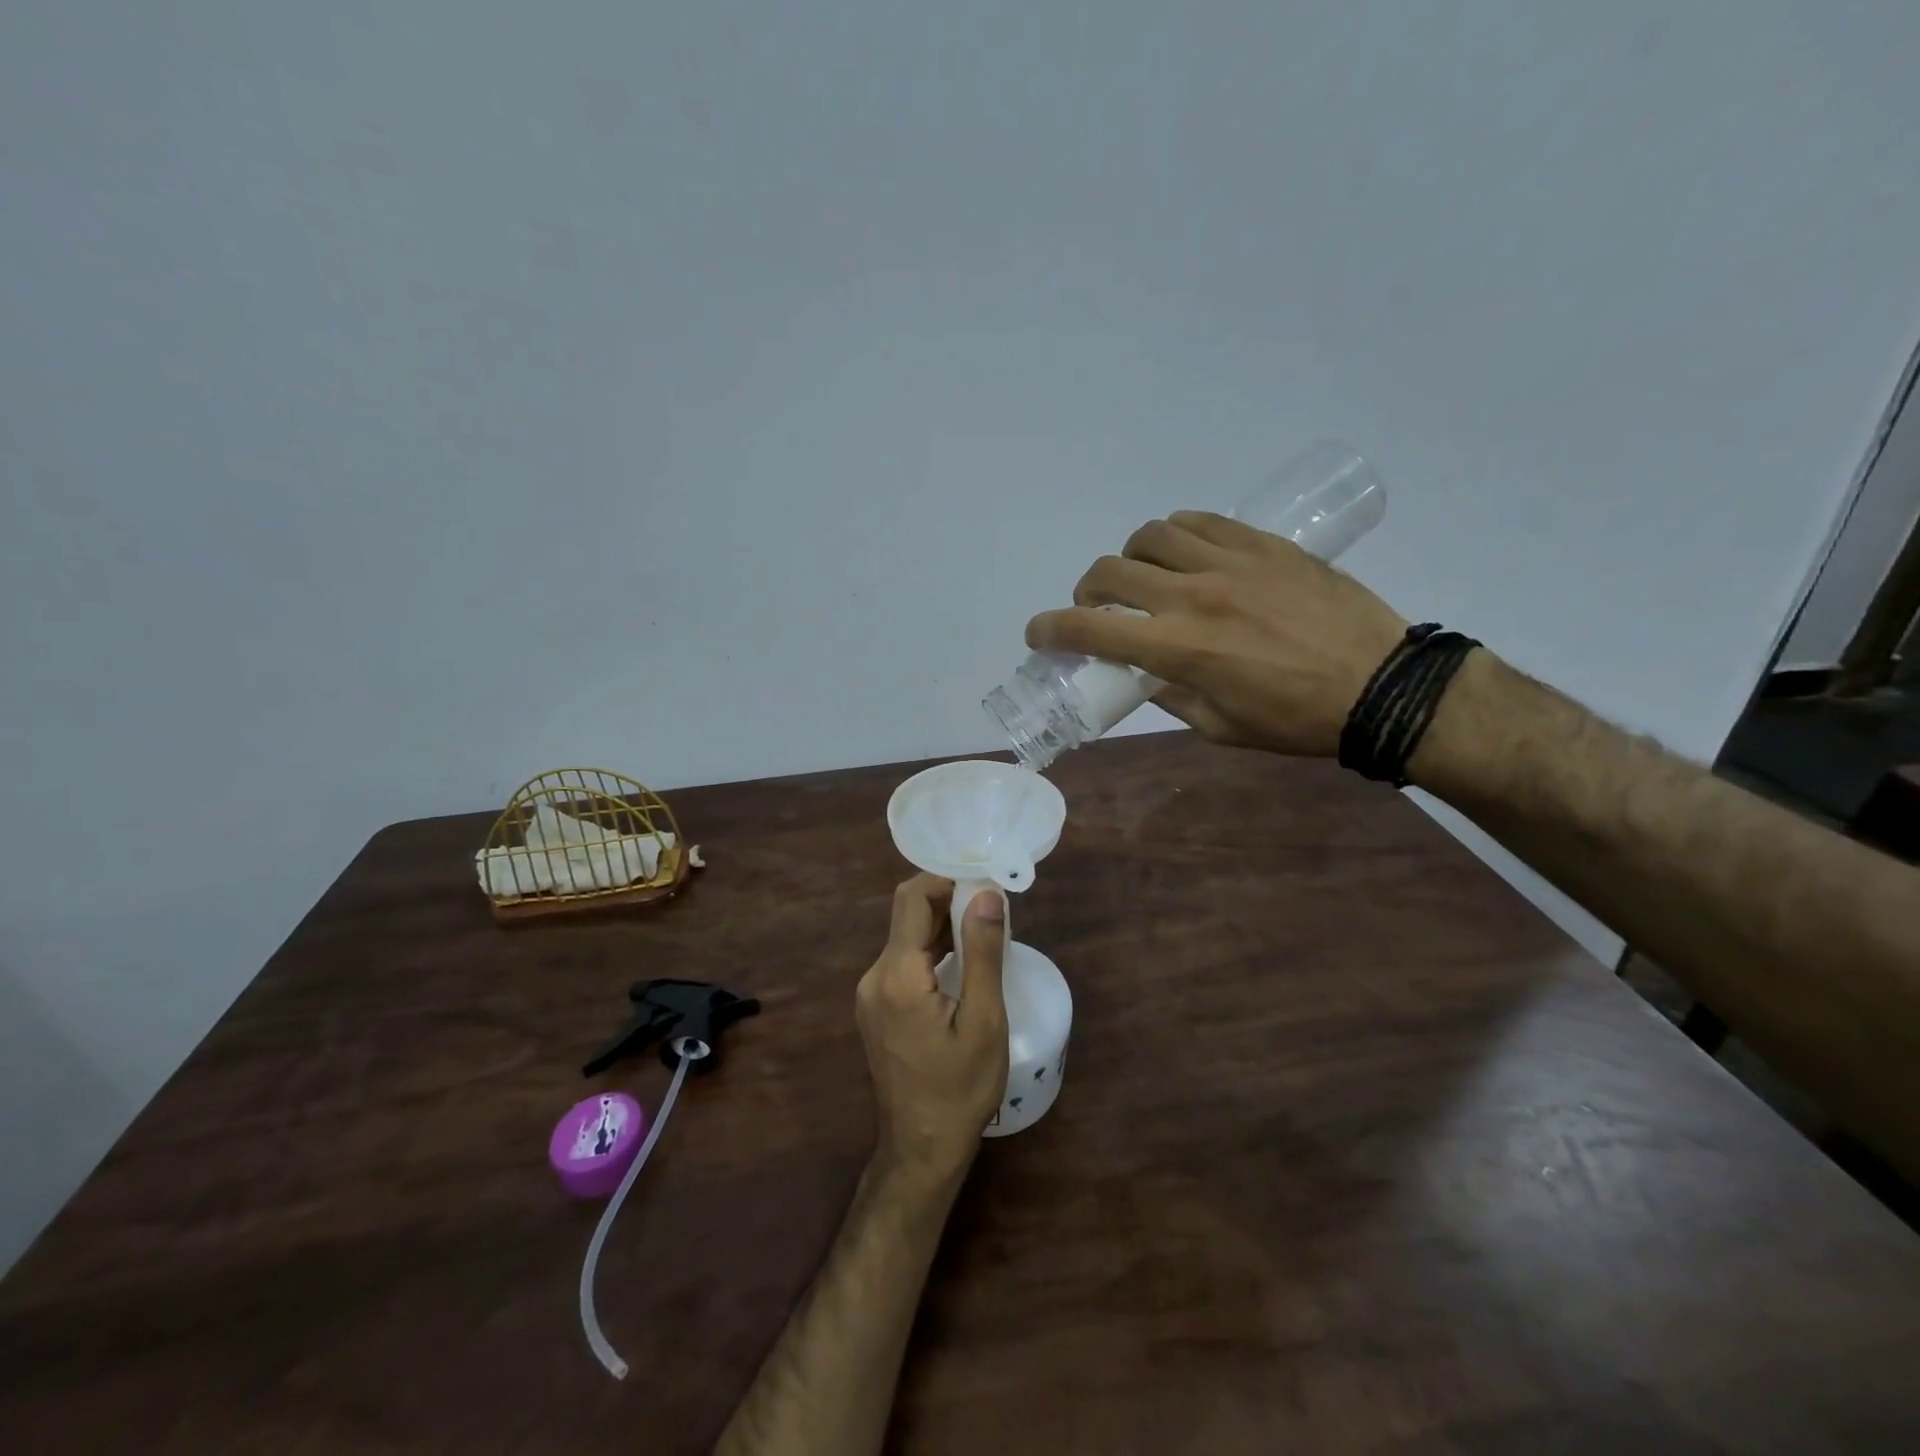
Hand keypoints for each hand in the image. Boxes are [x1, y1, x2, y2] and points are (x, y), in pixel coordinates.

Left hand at [855, 875, 1009, 1184]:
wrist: (921, 1149)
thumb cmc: (960, 1089)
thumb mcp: (983, 1021)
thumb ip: (982, 953)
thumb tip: (987, 894)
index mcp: (898, 975)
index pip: (913, 898)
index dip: (947, 879)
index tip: (985, 880)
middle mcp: (875, 976)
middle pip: (908, 915)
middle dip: (949, 899)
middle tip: (994, 904)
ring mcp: (872, 993)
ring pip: (907, 937)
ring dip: (943, 924)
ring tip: (986, 928)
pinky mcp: (877, 1007)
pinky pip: (904, 961)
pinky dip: (933, 949)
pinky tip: (962, 959)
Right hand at [1025, 510, 1409, 756]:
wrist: (1382, 685)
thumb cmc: (1296, 720)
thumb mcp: (1219, 726)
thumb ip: (1169, 695)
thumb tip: (1142, 674)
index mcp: (1178, 650)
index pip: (1090, 630)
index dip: (1050, 630)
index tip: (1039, 633)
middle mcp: (1193, 596)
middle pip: (1110, 572)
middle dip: (1086, 591)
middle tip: (1098, 609)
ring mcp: (1229, 562)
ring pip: (1151, 536)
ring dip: (1131, 559)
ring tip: (1146, 579)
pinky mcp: (1262, 544)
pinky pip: (1200, 522)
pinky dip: (1175, 536)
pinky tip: (1185, 554)